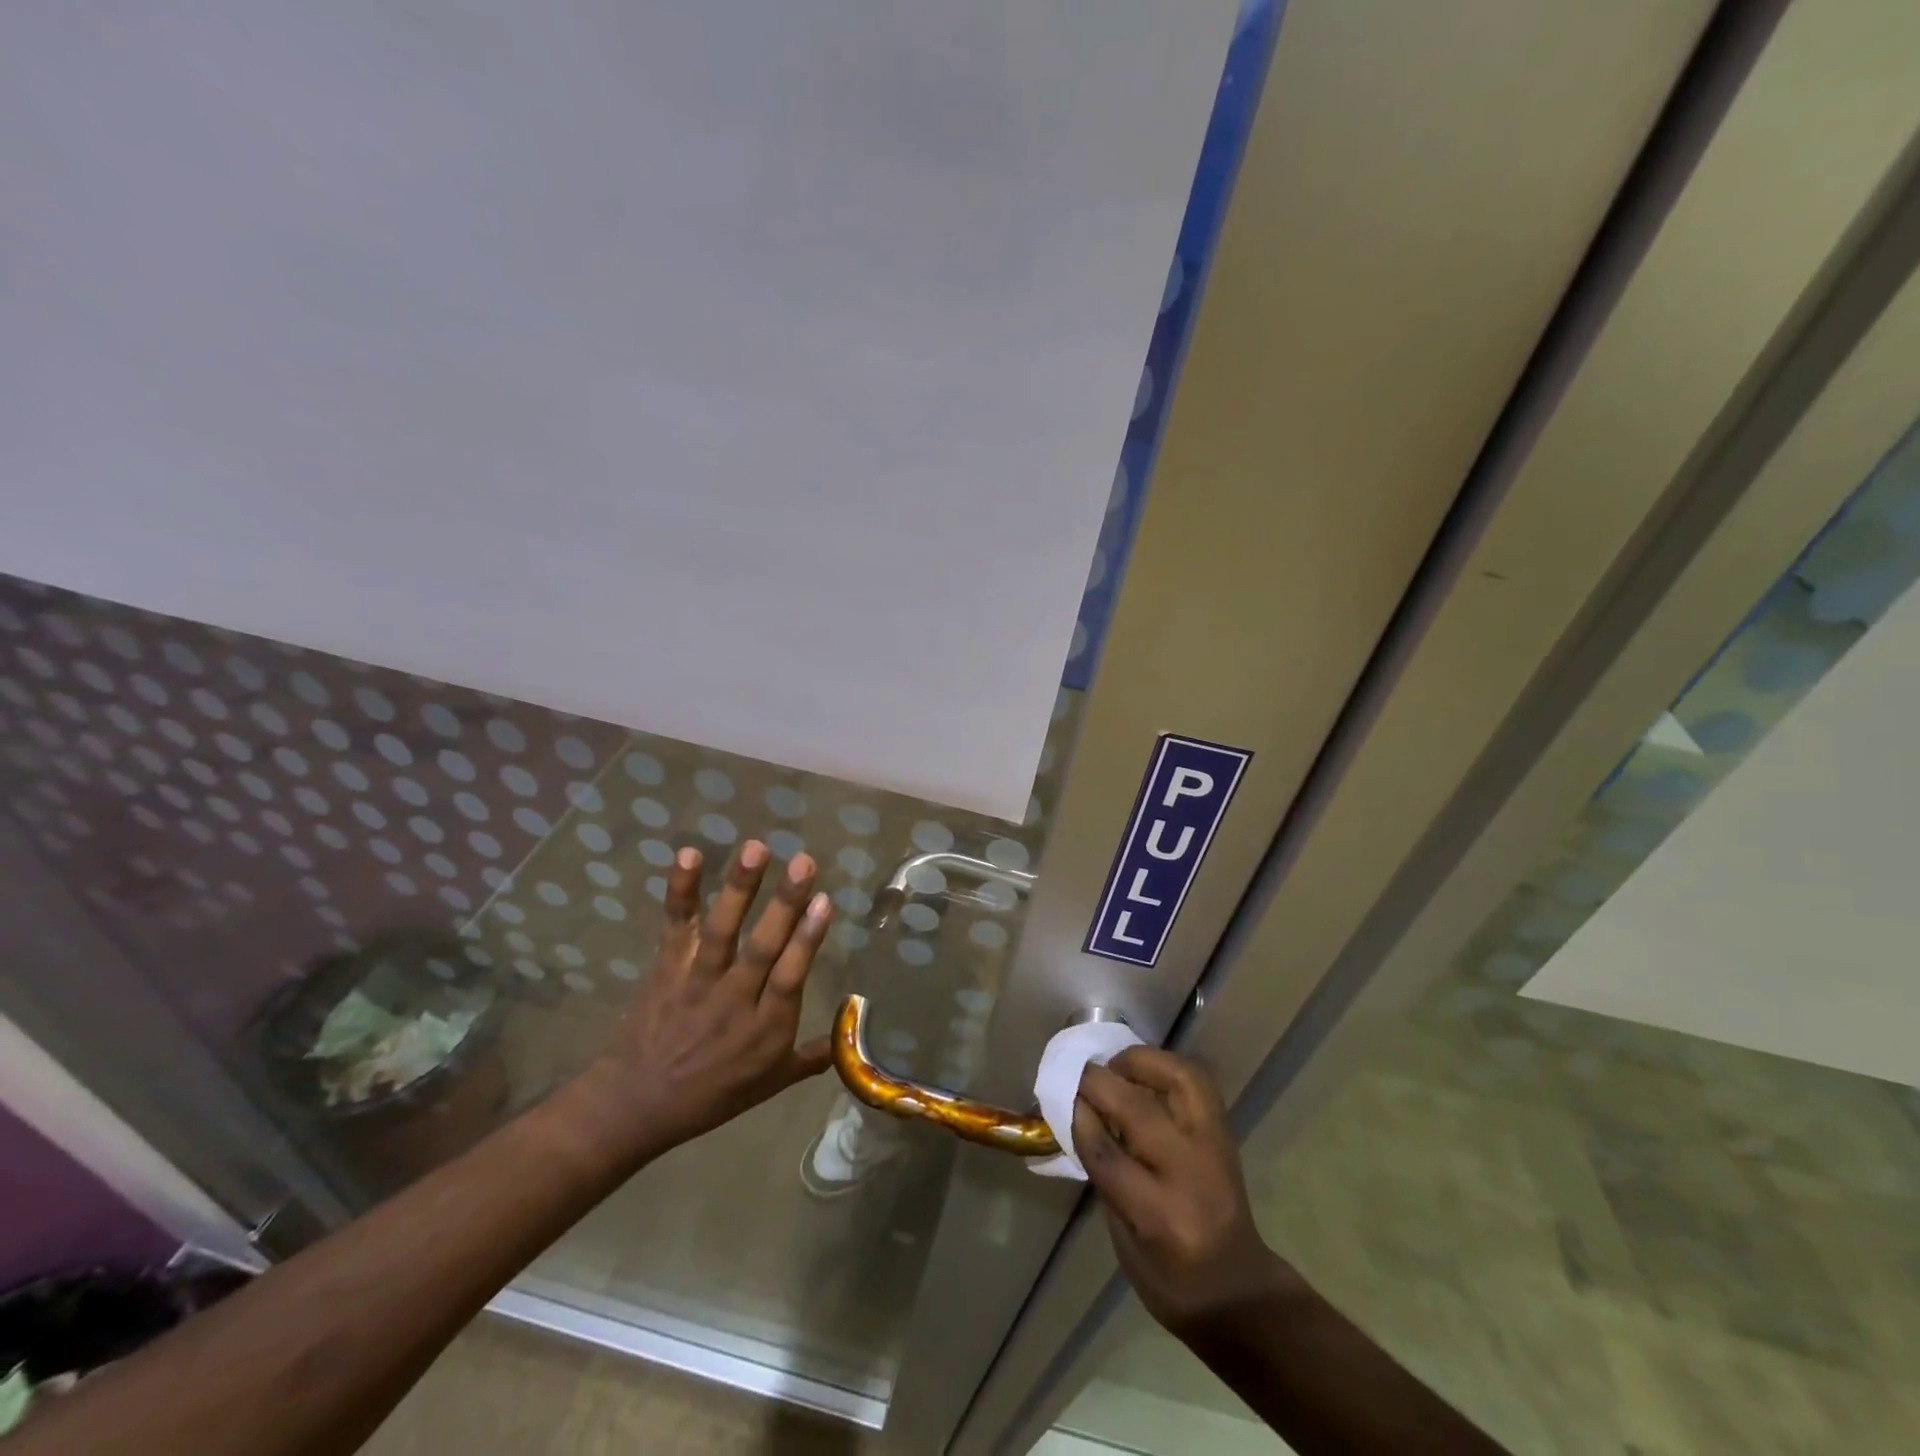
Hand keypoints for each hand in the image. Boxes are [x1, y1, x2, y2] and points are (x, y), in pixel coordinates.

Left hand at [566, 840, 833, 1163]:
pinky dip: (681, 890)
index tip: (825, 901)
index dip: (807, 939)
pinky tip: (689, 855)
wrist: (635, 1105)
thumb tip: (848, 1038)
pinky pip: (676, 924)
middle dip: (784, 903)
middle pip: (762, 947)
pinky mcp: (667, 966)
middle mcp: (735, 1000)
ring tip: (756, 848)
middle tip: (804, 861)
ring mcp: (698, 981)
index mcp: (765, 1028)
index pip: (791, 976)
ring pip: (722, 931)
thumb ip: (809, 1057)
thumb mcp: (768, 1084)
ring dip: (739, 887)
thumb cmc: (710, 1095)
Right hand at [1073, 1048, 1290, 1336]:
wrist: (1240, 1293)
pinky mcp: (1225, 1133)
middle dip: (1101, 1082)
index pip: (1108, 1154)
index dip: (1080, 1117)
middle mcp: (1190, 1175)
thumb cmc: (1172, 1280)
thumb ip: (1105, 1176)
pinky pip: (1196, 1082)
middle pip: (1140, 1110)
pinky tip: (1142, 1072)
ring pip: (1181, 1079)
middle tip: (1079, 1073)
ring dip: (1142, 1061)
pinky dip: (1166, 1067)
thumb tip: (1080, 1118)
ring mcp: (1215, 1148)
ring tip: (1116, 1065)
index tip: (1061, 1096)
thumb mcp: (1125, 1243)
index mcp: (1159, 1217)